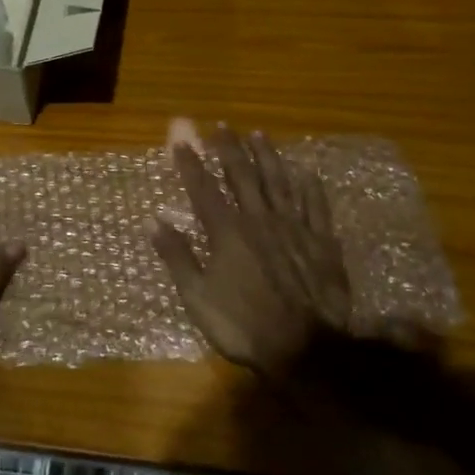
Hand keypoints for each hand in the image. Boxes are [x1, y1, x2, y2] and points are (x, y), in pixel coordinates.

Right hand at [150, 126, 352, 379]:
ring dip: (267, 157)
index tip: (182, 140)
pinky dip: (309, 187)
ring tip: (259, 134)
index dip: (192, 163)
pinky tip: (305, 171)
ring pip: (279, 183)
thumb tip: (152, 221)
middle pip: (242, 176)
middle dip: (230, 149)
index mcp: (227, 233)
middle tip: (223, 126)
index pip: (204, 189)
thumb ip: (177, 256)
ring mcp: (294, 229)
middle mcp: (259, 220)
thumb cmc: (243, 325)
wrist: (305, 348)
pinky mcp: (322, 243)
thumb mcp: (198, 297)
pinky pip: (315, 207)